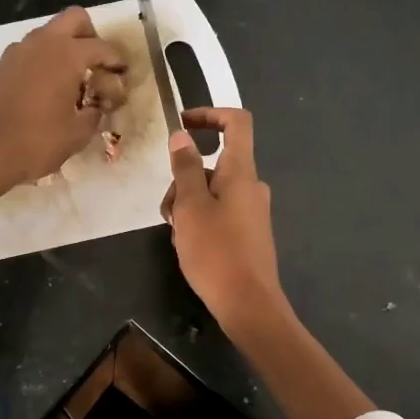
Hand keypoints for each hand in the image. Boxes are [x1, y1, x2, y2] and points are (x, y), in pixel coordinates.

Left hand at [0, 6, 127, 188]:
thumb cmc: (35, 142)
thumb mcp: (77, 134)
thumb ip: (94, 114)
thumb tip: (97, 106)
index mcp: (66, 54)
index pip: (102, 47)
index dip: (117, 61)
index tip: (123, 76)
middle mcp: (42, 43)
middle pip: (74, 20)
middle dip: (90, 37)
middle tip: (97, 66)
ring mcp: (16, 52)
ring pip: (48, 35)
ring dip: (64, 49)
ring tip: (72, 82)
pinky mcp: (0, 67)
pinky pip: (30, 53)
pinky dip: (43, 62)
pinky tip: (46, 92)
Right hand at [164, 106, 371, 418]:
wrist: (249, 304)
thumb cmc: (216, 251)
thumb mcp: (190, 206)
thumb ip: (185, 168)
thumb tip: (182, 136)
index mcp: (241, 172)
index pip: (237, 123)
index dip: (210, 114)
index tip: (182, 123)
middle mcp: (251, 186)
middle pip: (214, 163)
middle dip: (184, 177)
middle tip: (167, 209)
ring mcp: (252, 211)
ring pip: (212, 190)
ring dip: (187, 202)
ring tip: (174, 232)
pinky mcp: (248, 233)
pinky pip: (219, 211)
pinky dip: (199, 219)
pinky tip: (187, 245)